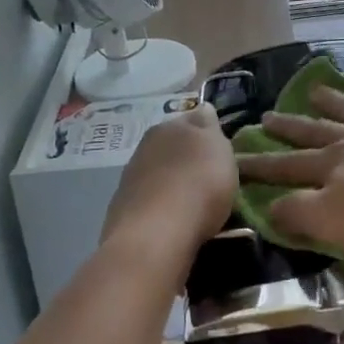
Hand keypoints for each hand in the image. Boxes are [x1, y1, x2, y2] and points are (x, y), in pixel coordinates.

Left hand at [105, 103, 236, 255]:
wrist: (156, 234)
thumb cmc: (198, 184)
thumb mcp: (218, 148)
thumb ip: (209, 127)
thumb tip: (203, 109)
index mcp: (170, 126)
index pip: (193, 119)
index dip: (208, 132)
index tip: (220, 150)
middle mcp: (145, 146)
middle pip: (173, 146)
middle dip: (187, 158)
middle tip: (209, 177)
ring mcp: (130, 178)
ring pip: (159, 174)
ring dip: (173, 183)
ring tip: (192, 205)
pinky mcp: (122, 210)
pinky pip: (150, 202)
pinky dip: (161, 207)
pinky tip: (173, 222)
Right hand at [236, 86, 343, 260]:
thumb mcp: (337, 224)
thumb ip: (299, 213)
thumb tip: (268, 205)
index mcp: (333, 164)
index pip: (285, 165)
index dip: (258, 164)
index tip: (233, 158)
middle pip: (315, 131)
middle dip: (289, 127)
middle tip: (266, 116)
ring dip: (332, 102)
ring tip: (316, 90)